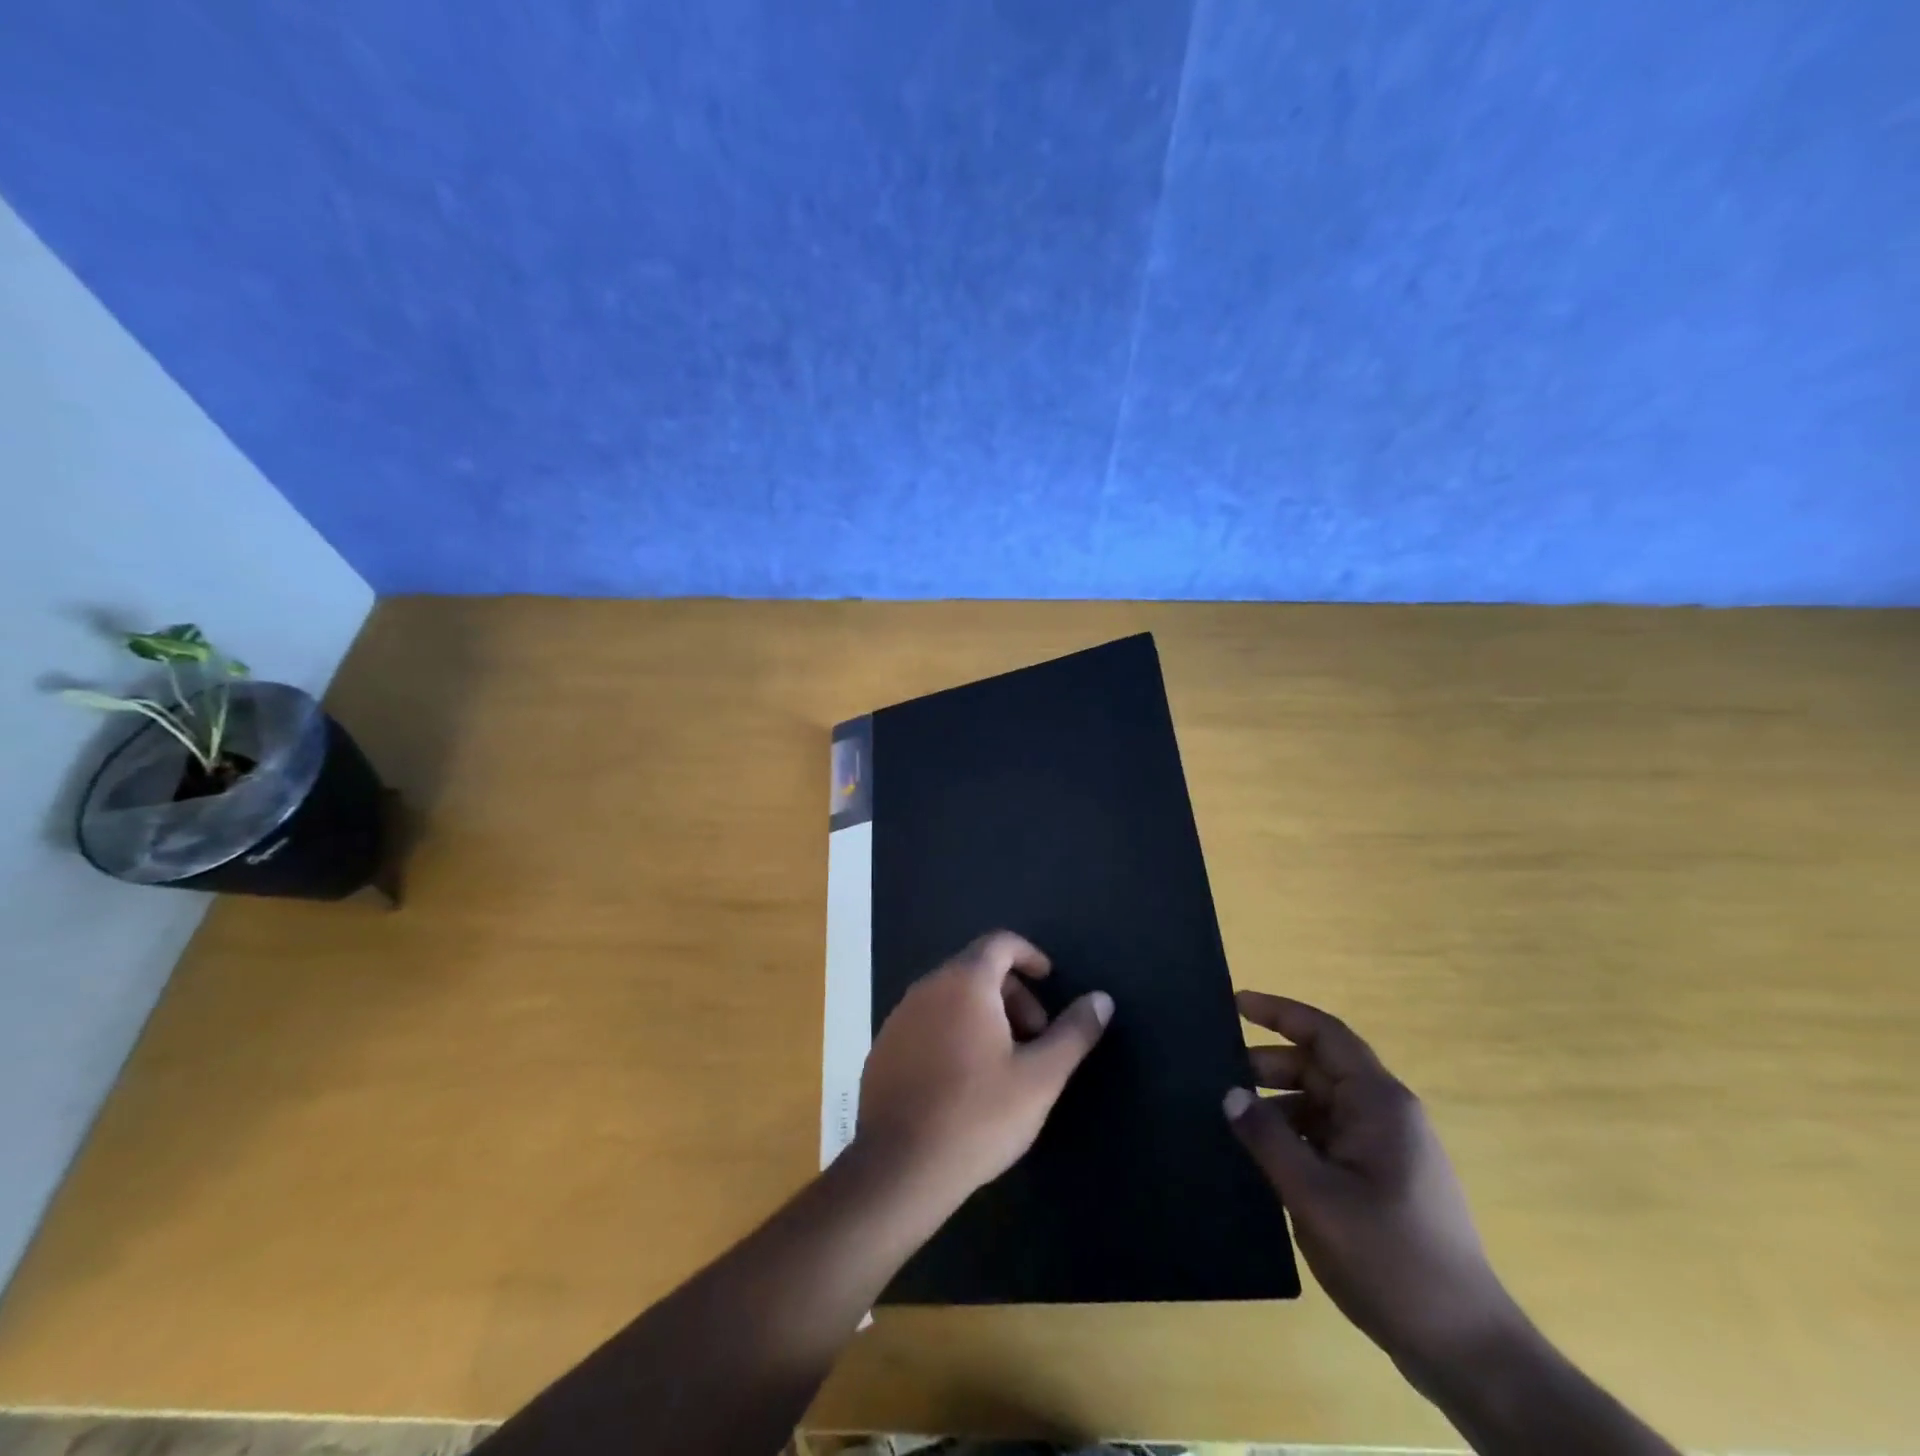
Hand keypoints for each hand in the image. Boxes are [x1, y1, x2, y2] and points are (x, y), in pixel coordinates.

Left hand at [855, 931, 1112, 1203]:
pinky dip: (954, 1031)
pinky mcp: (884, 1047)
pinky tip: (964, 1081)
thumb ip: (1074, 1033)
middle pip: (976, 969)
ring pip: (951, 996)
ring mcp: (899, 1016)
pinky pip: (927, 1021)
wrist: (898, 1168)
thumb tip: (1102, 999)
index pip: (1000, 943)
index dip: (1030, 956)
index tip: (1050, 982)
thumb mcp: (1040, 1077)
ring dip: (984, 1014)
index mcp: (965, 982)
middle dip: (1013, 994)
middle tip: (1035, 1038)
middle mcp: (927, 987)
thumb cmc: (978, 1115)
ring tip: (1004, 1063)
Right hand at [1224, 992, 1522, 1381]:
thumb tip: (1230, 1093)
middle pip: (1318, 1068)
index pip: (1325, 1034)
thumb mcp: (1316, 1196)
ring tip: (1231, 1123)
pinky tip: (1261, 1160)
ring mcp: (1385, 1149)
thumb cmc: (1391, 1258)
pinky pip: (1327, 1137)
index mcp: (1379, 1103)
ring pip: (1320, 1104)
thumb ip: (1268, 1139)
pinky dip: (1292, 1137)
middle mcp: (1384, 1115)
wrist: (1465, 1349)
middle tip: (1217, 1078)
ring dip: (1277, 1105)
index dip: (1279, 1012)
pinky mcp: (1379, 1180)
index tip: (1235, 1004)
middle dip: (1268, 1066)